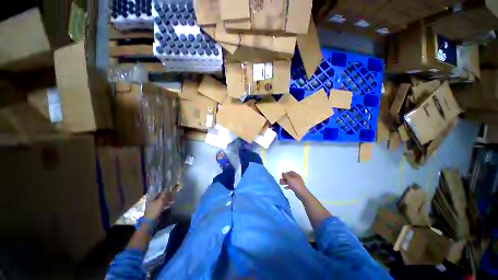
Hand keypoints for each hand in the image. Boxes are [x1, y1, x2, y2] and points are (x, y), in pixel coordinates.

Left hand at [144, 191, 173, 219]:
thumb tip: (166, 189)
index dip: (163, 192)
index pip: (158, 193)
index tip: (169, 191)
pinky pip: (162, 207)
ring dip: (167, 201)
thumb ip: (163, 195)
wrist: (151, 221)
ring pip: (162, 202)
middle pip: (160, 198)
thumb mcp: (160, 201)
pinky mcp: (156, 211)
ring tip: (173, 201)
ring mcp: (154, 207)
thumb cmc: (155, 209)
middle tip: (172, 196)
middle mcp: (152, 202)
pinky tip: (170, 205)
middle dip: (166, 197)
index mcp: (152, 199)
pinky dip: (166, 205)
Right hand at [279, 171, 308, 198]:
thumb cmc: (295, 185)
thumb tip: (282, 172)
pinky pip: (291, 186)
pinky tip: (284, 187)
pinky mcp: (296, 188)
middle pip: (289, 177)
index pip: (290, 172)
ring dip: (285, 182)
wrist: (302, 193)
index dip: (286, 173)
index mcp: (296, 175)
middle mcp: (297, 178)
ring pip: (290, 181)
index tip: (282, 176)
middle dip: (284, 178)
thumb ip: (285, 175)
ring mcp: (297, 183)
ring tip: (280, 184)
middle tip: (280, 180)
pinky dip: (287, 186)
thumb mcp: (289, 179)